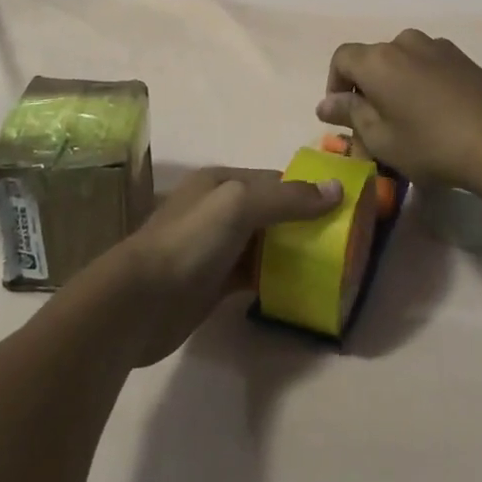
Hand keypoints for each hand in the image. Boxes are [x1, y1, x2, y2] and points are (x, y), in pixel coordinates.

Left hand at [118, 167, 340, 364]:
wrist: (140, 301)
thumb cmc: (191, 241)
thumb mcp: (240, 205)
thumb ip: (287, 198)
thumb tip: (337, 189)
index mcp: (222, 181)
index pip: (275, 180)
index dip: (307, 191)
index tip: (342, 208)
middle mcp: (219, 209)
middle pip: (271, 211)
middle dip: (303, 222)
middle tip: (341, 242)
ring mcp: (216, 247)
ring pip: (264, 243)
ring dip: (292, 251)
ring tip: (329, 266)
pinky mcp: (214, 282)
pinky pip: (254, 273)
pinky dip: (275, 277)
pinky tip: (298, 288)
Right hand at [316, 30, 481, 194]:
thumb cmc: (431, 144)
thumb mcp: (382, 139)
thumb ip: (351, 115)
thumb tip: (326, 103)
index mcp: (378, 59)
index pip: (341, 59)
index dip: (335, 85)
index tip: (343, 117)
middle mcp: (405, 42)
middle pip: (373, 60)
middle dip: (367, 90)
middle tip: (374, 129)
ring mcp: (438, 47)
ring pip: (402, 62)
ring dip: (395, 86)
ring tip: (407, 122)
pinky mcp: (464, 58)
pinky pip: (429, 65)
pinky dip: (421, 84)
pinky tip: (436, 116)